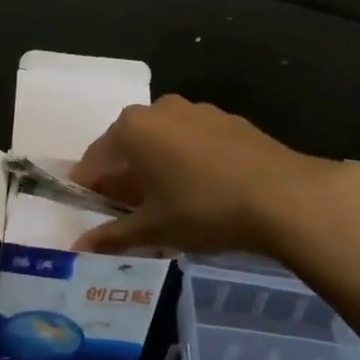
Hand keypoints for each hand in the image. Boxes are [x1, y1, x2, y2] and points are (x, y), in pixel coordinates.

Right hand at [70, 95, 359, 255]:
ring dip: (156, 167)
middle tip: (128, 211)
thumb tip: (77, 249)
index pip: (96, 158)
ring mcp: (197, 110)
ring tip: (167, 203)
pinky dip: (187, 161)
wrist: (282, 195)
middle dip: (123, 177)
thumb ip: (112, 236)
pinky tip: (202, 190)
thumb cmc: (203, 209)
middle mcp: (160, 110)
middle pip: (129, 145)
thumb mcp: (153, 228)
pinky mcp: (228, 120)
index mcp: (132, 129)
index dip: (89, 186)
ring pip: (163, 141)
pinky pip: (193, 140)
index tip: (90, 208)